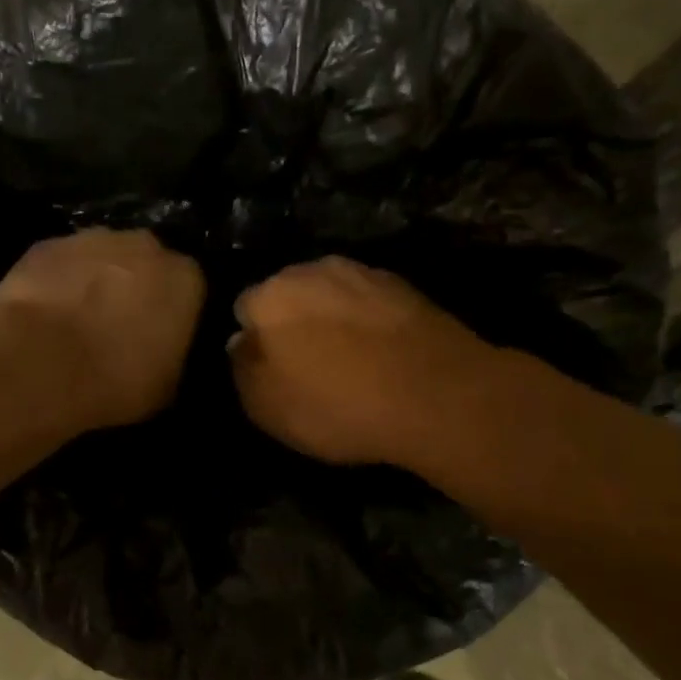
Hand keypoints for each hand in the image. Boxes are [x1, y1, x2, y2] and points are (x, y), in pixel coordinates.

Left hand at [0, 228, 205, 429]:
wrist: (40, 364)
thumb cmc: (115, 381)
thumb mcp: (166, 387)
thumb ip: (172, 356)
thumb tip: (164, 354)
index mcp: (185, 279)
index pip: (190, 288)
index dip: (173, 312)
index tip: (159, 335)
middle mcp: (144, 246)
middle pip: (146, 263)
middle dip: (136, 287)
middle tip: (119, 325)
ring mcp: (92, 239)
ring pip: (102, 257)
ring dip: (95, 281)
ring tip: (78, 319)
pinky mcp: (46, 245)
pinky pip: (61, 263)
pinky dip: (57, 281)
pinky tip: (45, 312)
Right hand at [230, 257, 497, 465]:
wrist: (439, 395)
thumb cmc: (338, 406)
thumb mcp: (268, 409)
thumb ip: (243, 370)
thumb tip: (241, 342)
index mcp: (269, 296)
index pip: (244, 309)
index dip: (254, 341)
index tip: (270, 370)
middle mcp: (311, 270)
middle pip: (288, 294)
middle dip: (291, 322)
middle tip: (307, 364)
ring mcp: (362, 272)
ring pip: (330, 294)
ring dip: (330, 318)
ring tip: (347, 359)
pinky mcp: (403, 285)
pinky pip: (368, 303)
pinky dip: (367, 321)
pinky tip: (381, 354)